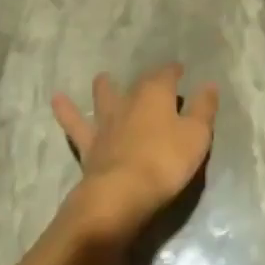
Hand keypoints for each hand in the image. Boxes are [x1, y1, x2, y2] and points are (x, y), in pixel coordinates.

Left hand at [53, 65, 218, 234]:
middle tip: (152, 80)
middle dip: (146, 80)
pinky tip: (56, 100)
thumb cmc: (166, 162)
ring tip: (102, 78)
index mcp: (157, 93)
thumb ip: (204, 108)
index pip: (167, 74)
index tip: (180, 71)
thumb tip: (209, 84)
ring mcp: (107, 121)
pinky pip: (75, 124)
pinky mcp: (90, 144)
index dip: (174, 71)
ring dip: (105, 87)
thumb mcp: (197, 136)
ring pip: (104, 97)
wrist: (121, 193)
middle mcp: (130, 99)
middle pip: (138, 83)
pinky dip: (66, 111)